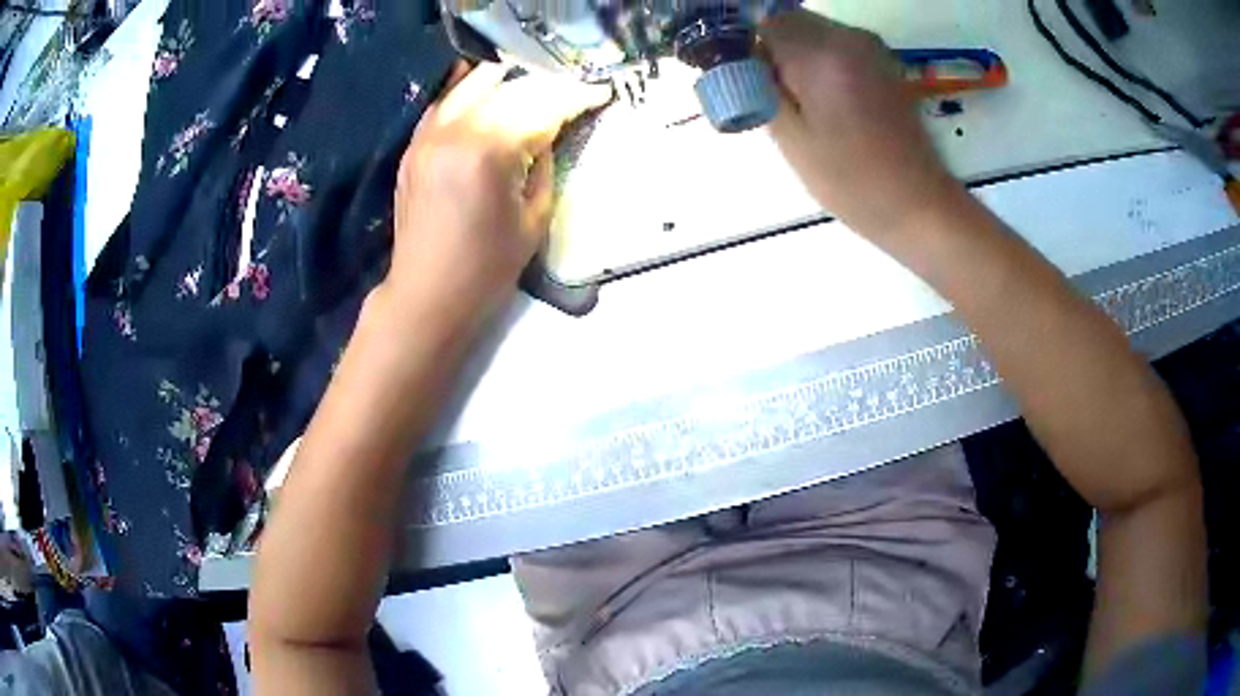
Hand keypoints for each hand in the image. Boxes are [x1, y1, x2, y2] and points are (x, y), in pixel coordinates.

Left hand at [386, 63, 609, 328]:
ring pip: (473, 84)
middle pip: (509, 87)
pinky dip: (470, 92)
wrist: (426, 295)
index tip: (599, 92)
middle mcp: (454, 131)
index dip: (575, 97)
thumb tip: (548, 132)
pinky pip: (445, 102)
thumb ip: (544, 165)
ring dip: (508, 81)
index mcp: (488, 151)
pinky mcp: (414, 146)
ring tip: (532, 90)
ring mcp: (427, 135)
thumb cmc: (486, 268)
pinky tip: (488, 92)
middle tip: (569, 95)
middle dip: (545, 87)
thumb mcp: (534, 219)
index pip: (540, 106)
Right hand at [761, 11, 966, 237]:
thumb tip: (744, 61)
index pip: (764, 23)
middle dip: (773, 48)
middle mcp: (848, 37)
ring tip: (801, 101)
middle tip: (772, 92)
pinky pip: (837, 45)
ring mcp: (871, 47)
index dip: (749, 46)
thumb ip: (760, 89)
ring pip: (813, 30)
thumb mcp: (791, 139)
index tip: (748, 79)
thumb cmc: (852, 181)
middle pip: (790, 20)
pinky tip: (826, 100)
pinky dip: (821, 60)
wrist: (918, 204)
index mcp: (821, 54)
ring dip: (797, 54)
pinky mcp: (883, 61)